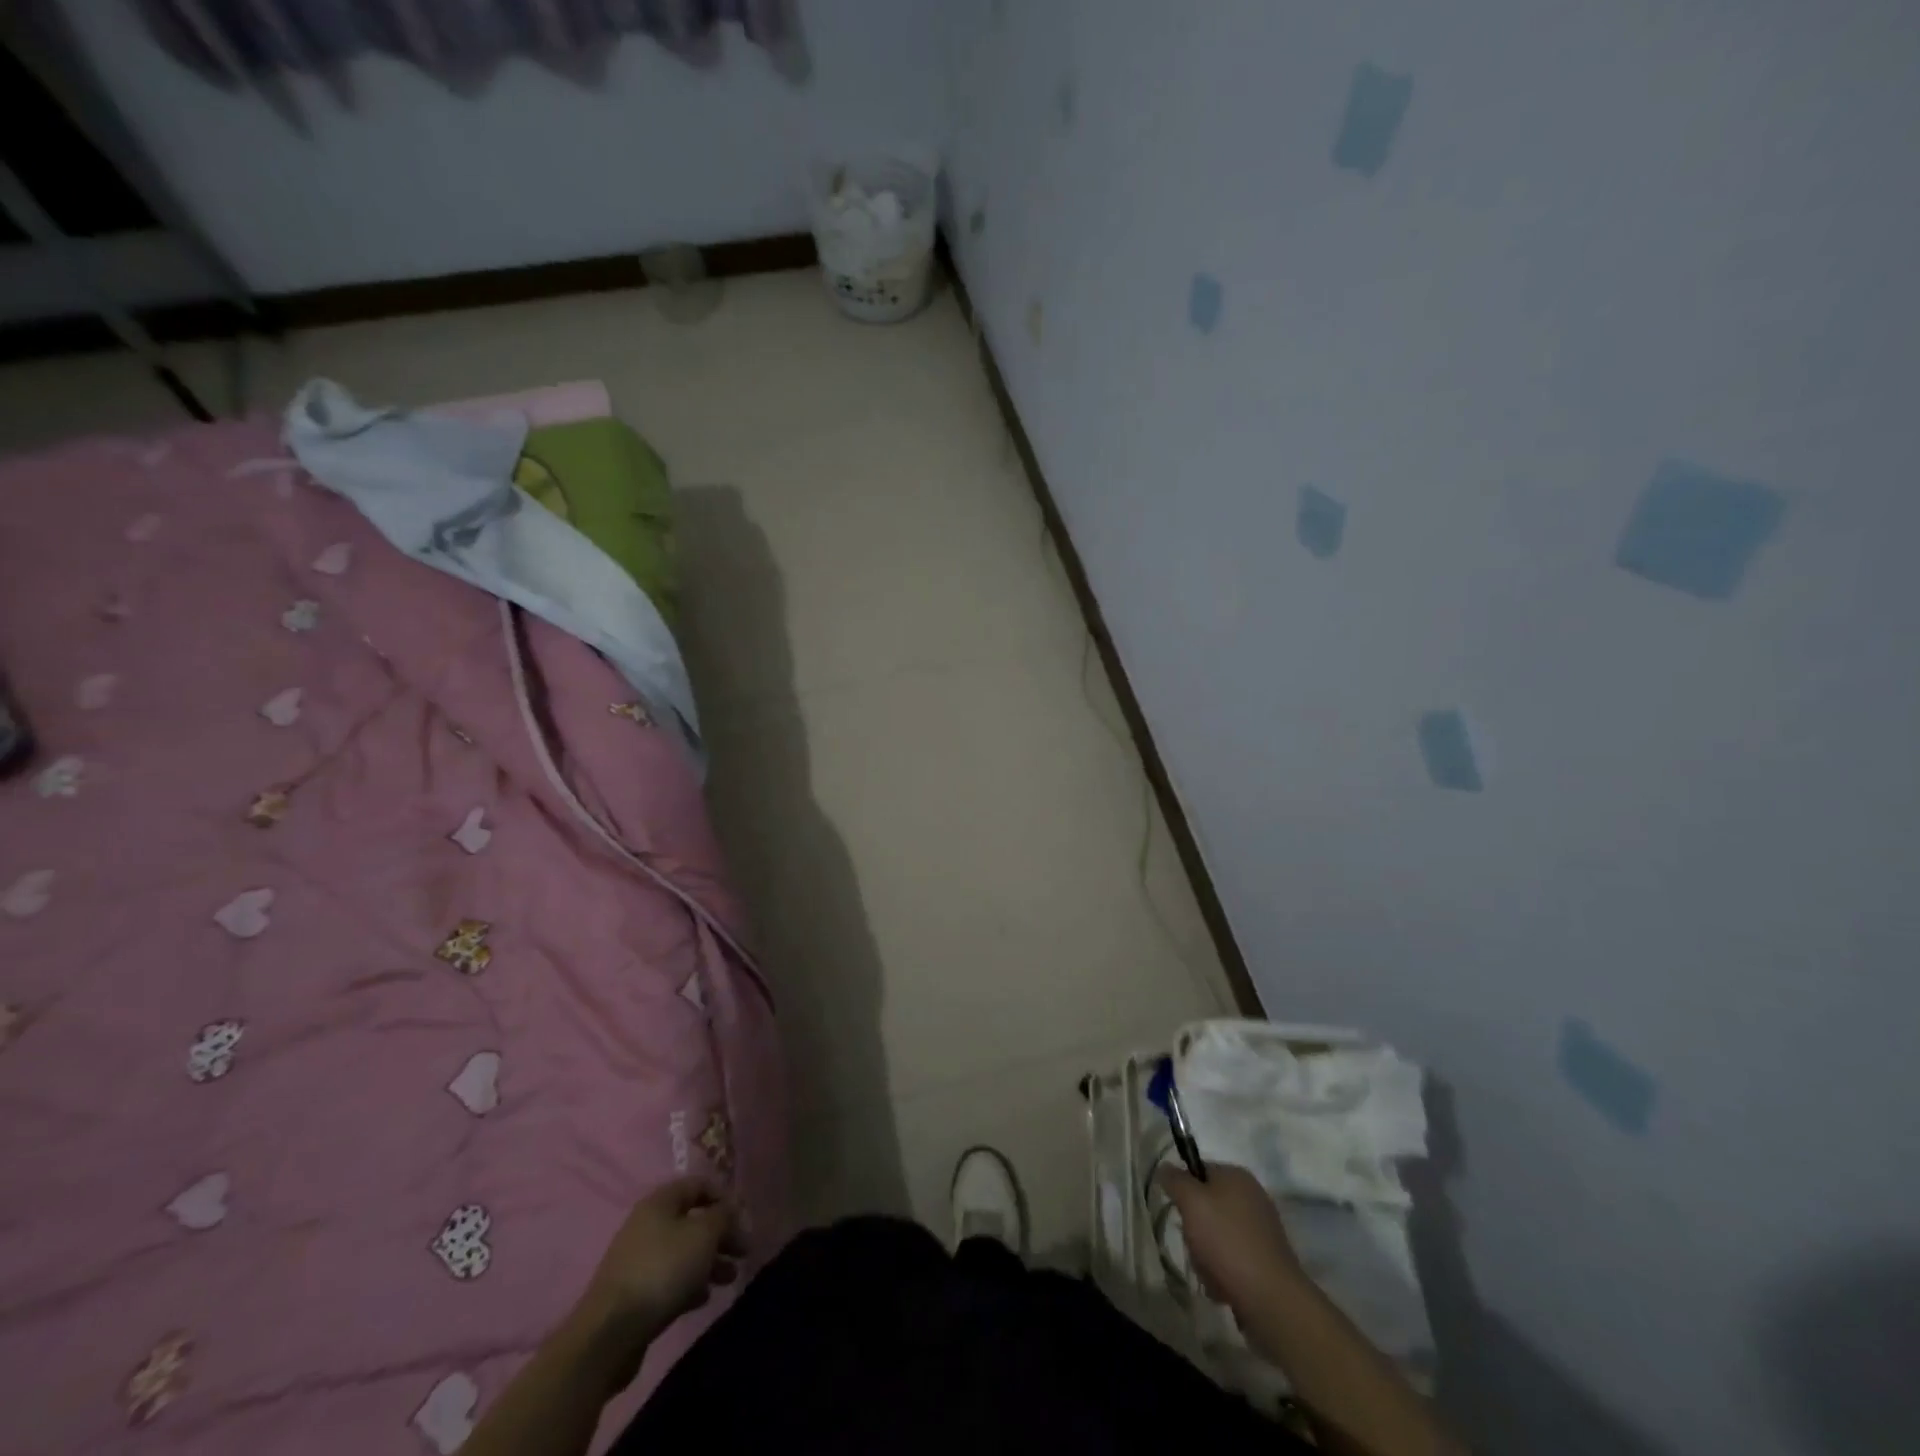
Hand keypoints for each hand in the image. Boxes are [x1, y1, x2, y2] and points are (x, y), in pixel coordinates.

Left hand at [581, 1176, 744, 1336]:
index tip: (744, 1218)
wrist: (610, 1333)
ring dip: (710, 1261)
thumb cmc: (663, 1270)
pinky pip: (670, 1278)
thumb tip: (731, 1207)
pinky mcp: (634, 1292)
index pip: (698, 1185)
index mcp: (660, 1202)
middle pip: (692, 1221)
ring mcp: (638, 1260)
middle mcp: (647, 1224)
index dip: (724, 1197)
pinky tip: (703, 1298)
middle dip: (721, 1234)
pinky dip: (690, 1283)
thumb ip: (723, 1216)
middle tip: (743, 1252)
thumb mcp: (703, 1235)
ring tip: (730, 1278)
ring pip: (683, 1252)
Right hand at [1158, 1161, 1302, 1315]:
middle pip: (1206, 1206)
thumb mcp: (1191, 1202)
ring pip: (1216, 1235)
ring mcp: (1261, 1231)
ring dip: (1205, 1254)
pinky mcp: (1265, 1261)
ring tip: (1209, 1271)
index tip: (1178, 1212)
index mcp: (1237, 1176)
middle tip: (1193, 1244)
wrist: (1271, 1300)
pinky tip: (1222, 1286)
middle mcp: (1252, 1198)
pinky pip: (1232, 1258)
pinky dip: (1222, 1271)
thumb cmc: (1227, 1242)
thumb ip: (1175, 1180)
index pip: (1198, 1171)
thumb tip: (1165, 1167)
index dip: (1183, 1190)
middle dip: (1194, 1228)